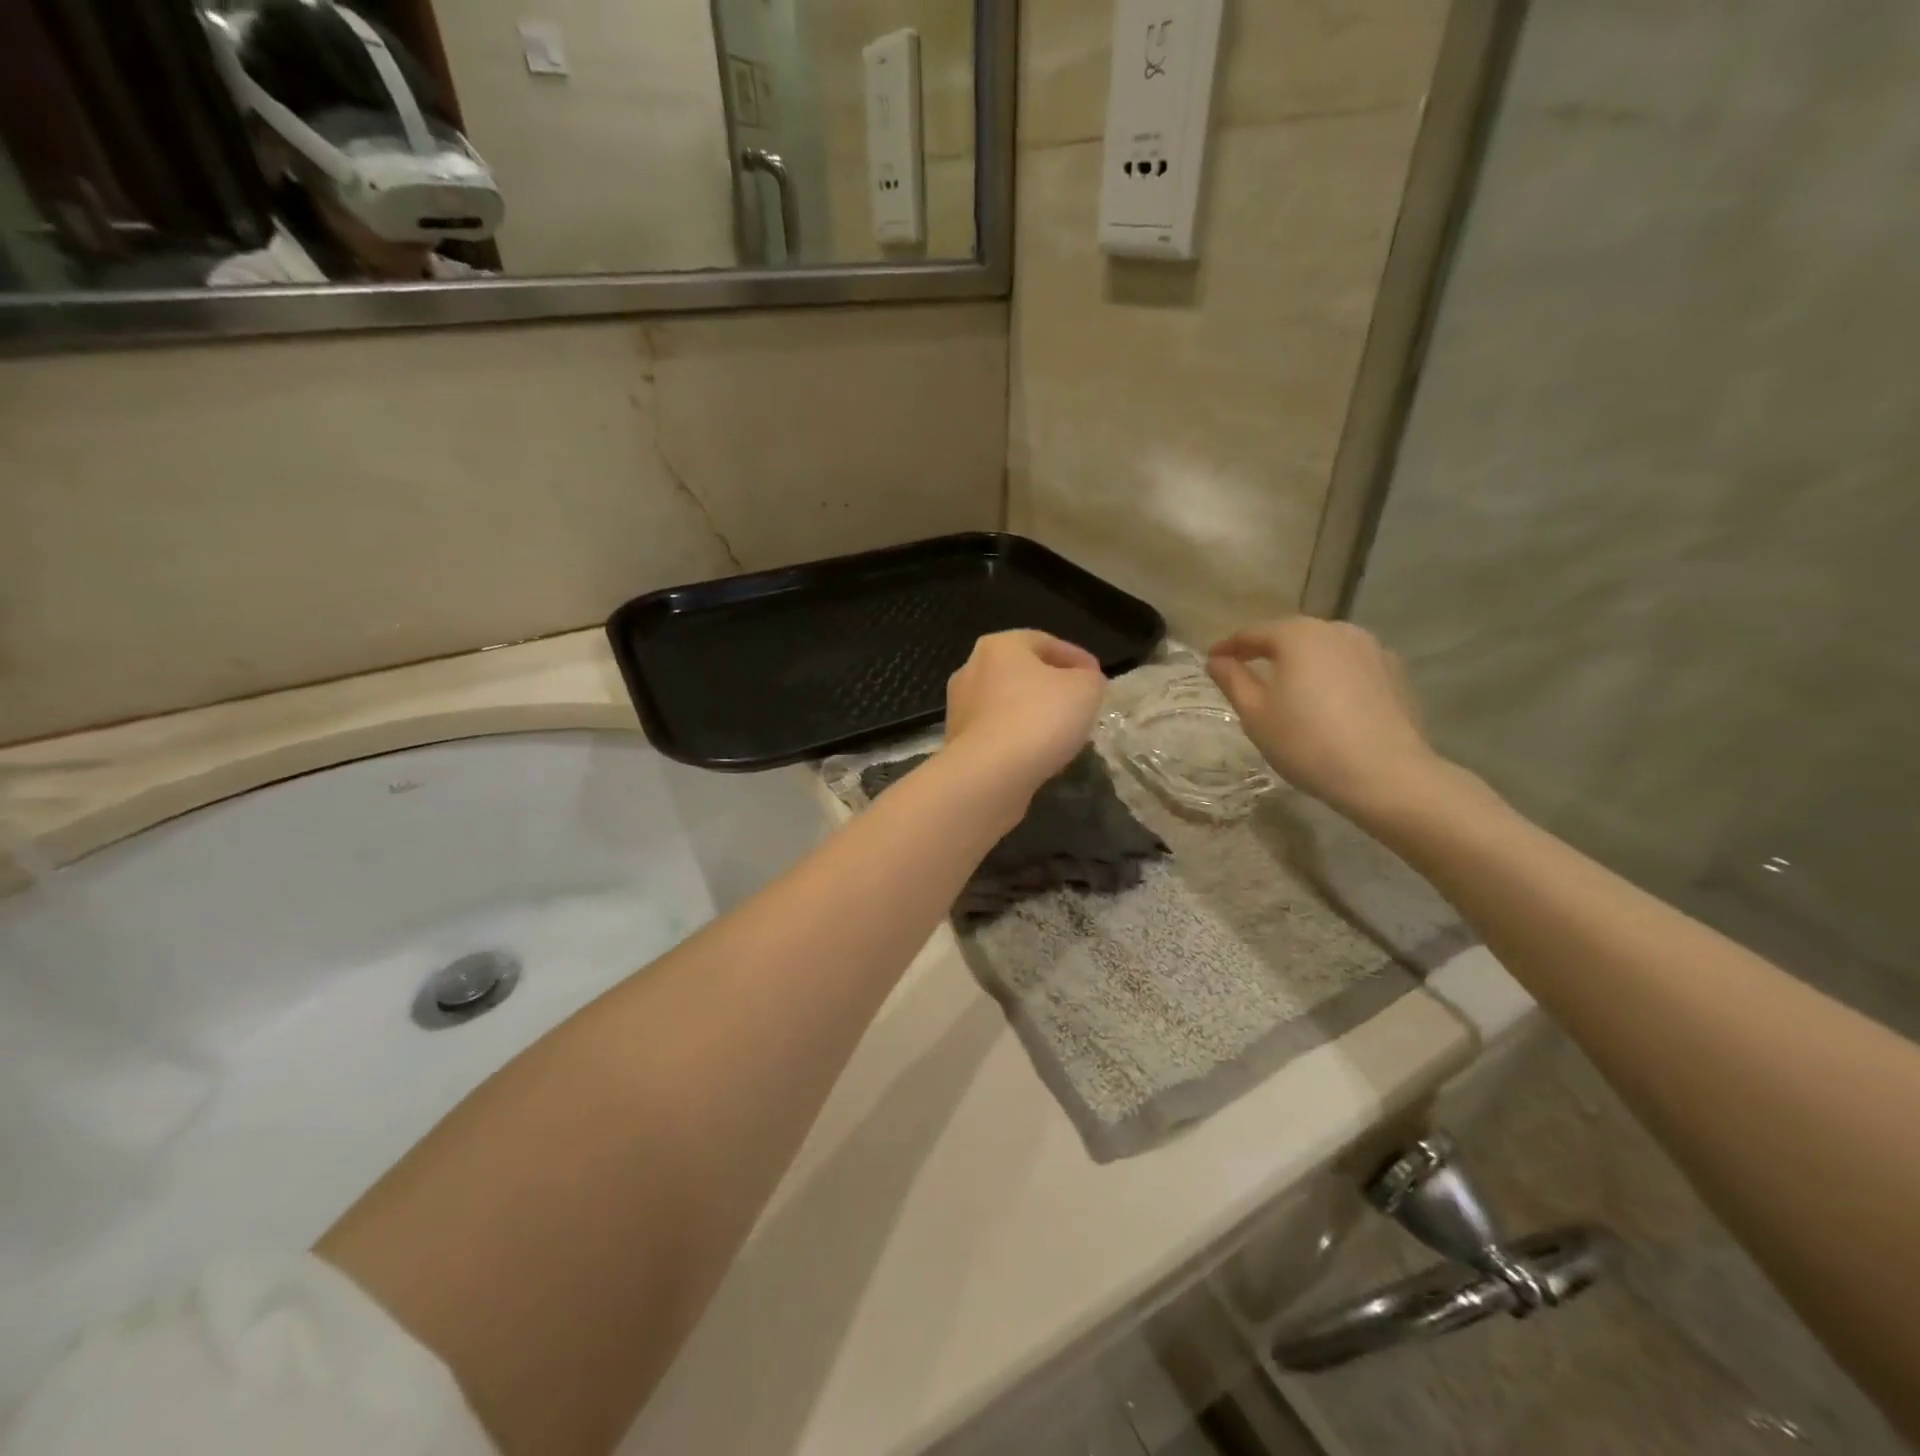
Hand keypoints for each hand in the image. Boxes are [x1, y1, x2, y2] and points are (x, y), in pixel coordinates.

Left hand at [941, 630, 1106, 811]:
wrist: (989, 774)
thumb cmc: (1039, 718)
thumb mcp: (1086, 689)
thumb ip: (1090, 678)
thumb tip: (1084, 680)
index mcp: (999, 646)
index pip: (1045, 642)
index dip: (1076, 658)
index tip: (1097, 678)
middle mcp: (971, 669)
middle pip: (1022, 672)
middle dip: (1051, 686)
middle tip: (1079, 704)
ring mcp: (959, 707)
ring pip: (1006, 704)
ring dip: (1032, 714)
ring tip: (1060, 732)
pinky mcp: (957, 742)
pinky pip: (996, 732)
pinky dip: (1016, 738)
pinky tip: (1036, 753)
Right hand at [1207, 619, 1447, 822]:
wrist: (1385, 774)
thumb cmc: (1306, 742)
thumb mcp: (1255, 714)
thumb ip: (1233, 680)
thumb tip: (1216, 661)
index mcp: (1298, 636)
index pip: (1253, 633)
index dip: (1229, 647)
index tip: (1212, 660)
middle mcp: (1337, 630)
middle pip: (1292, 635)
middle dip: (1268, 650)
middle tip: (1247, 670)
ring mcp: (1372, 649)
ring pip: (1325, 649)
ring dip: (1303, 662)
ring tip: (1289, 685)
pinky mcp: (1395, 672)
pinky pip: (1352, 666)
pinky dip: (1333, 675)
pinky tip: (1329, 700)